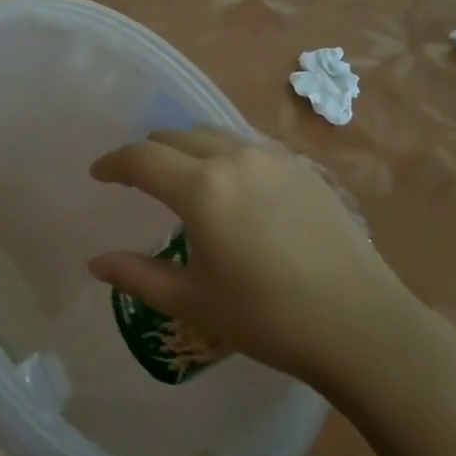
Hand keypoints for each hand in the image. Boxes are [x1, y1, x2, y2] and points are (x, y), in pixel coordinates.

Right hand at [88, 127, 407, 386]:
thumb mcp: (193, 301)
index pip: (142, 158)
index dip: (113, 163)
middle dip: (148, 152)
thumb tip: (95, 262)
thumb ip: (138, 276)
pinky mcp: (300, 166)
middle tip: (137, 180)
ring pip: (212, 133)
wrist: (359, 322)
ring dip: (185, 147)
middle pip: (174, 136)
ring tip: (182, 177)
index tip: (98, 174)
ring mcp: (271, 157)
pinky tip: (231, 185)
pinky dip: (222, 152)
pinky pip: (246, 144)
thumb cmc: (267, 317)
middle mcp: (233, 157)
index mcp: (202, 188)